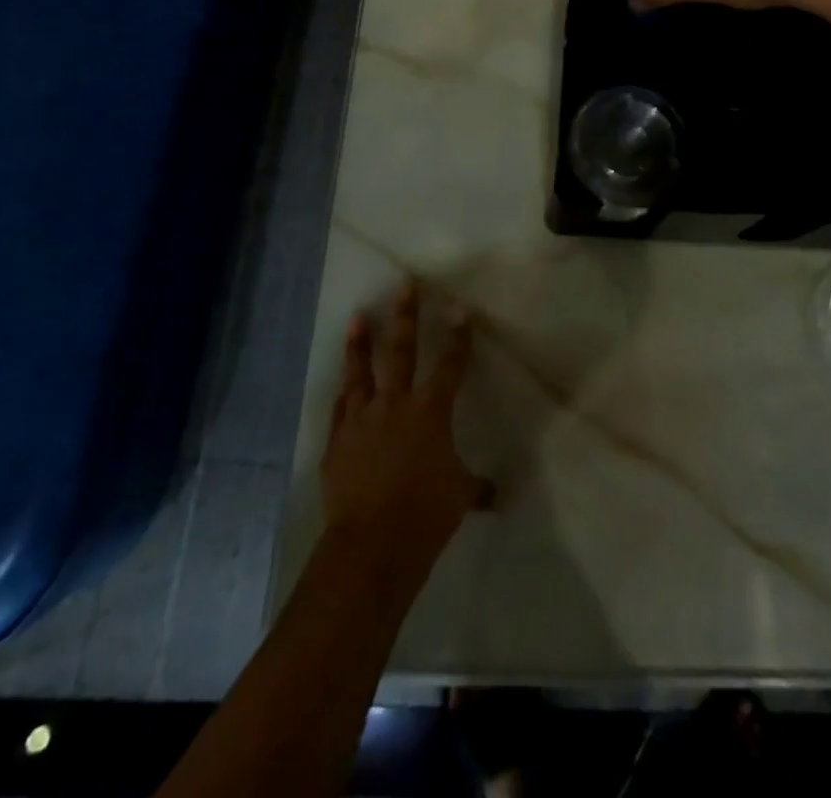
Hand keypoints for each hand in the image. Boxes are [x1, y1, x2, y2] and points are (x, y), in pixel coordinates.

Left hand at [320, 282, 490, 586]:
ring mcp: (361, 419)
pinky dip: (345, 392)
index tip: (460, 309)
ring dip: (361, 343)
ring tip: (359, 317)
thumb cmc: (425, 515)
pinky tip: (344, 383)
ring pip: (361, 371)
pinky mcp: (337, 441)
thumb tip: (493, 493)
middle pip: (402, 350)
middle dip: (405, 316)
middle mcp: (395, 404)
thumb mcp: (459, 497)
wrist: (371, 545)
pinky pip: (341, 408)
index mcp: (431, 411)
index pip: (451, 364)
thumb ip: (474, 486)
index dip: (458, 336)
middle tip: (404, 286)